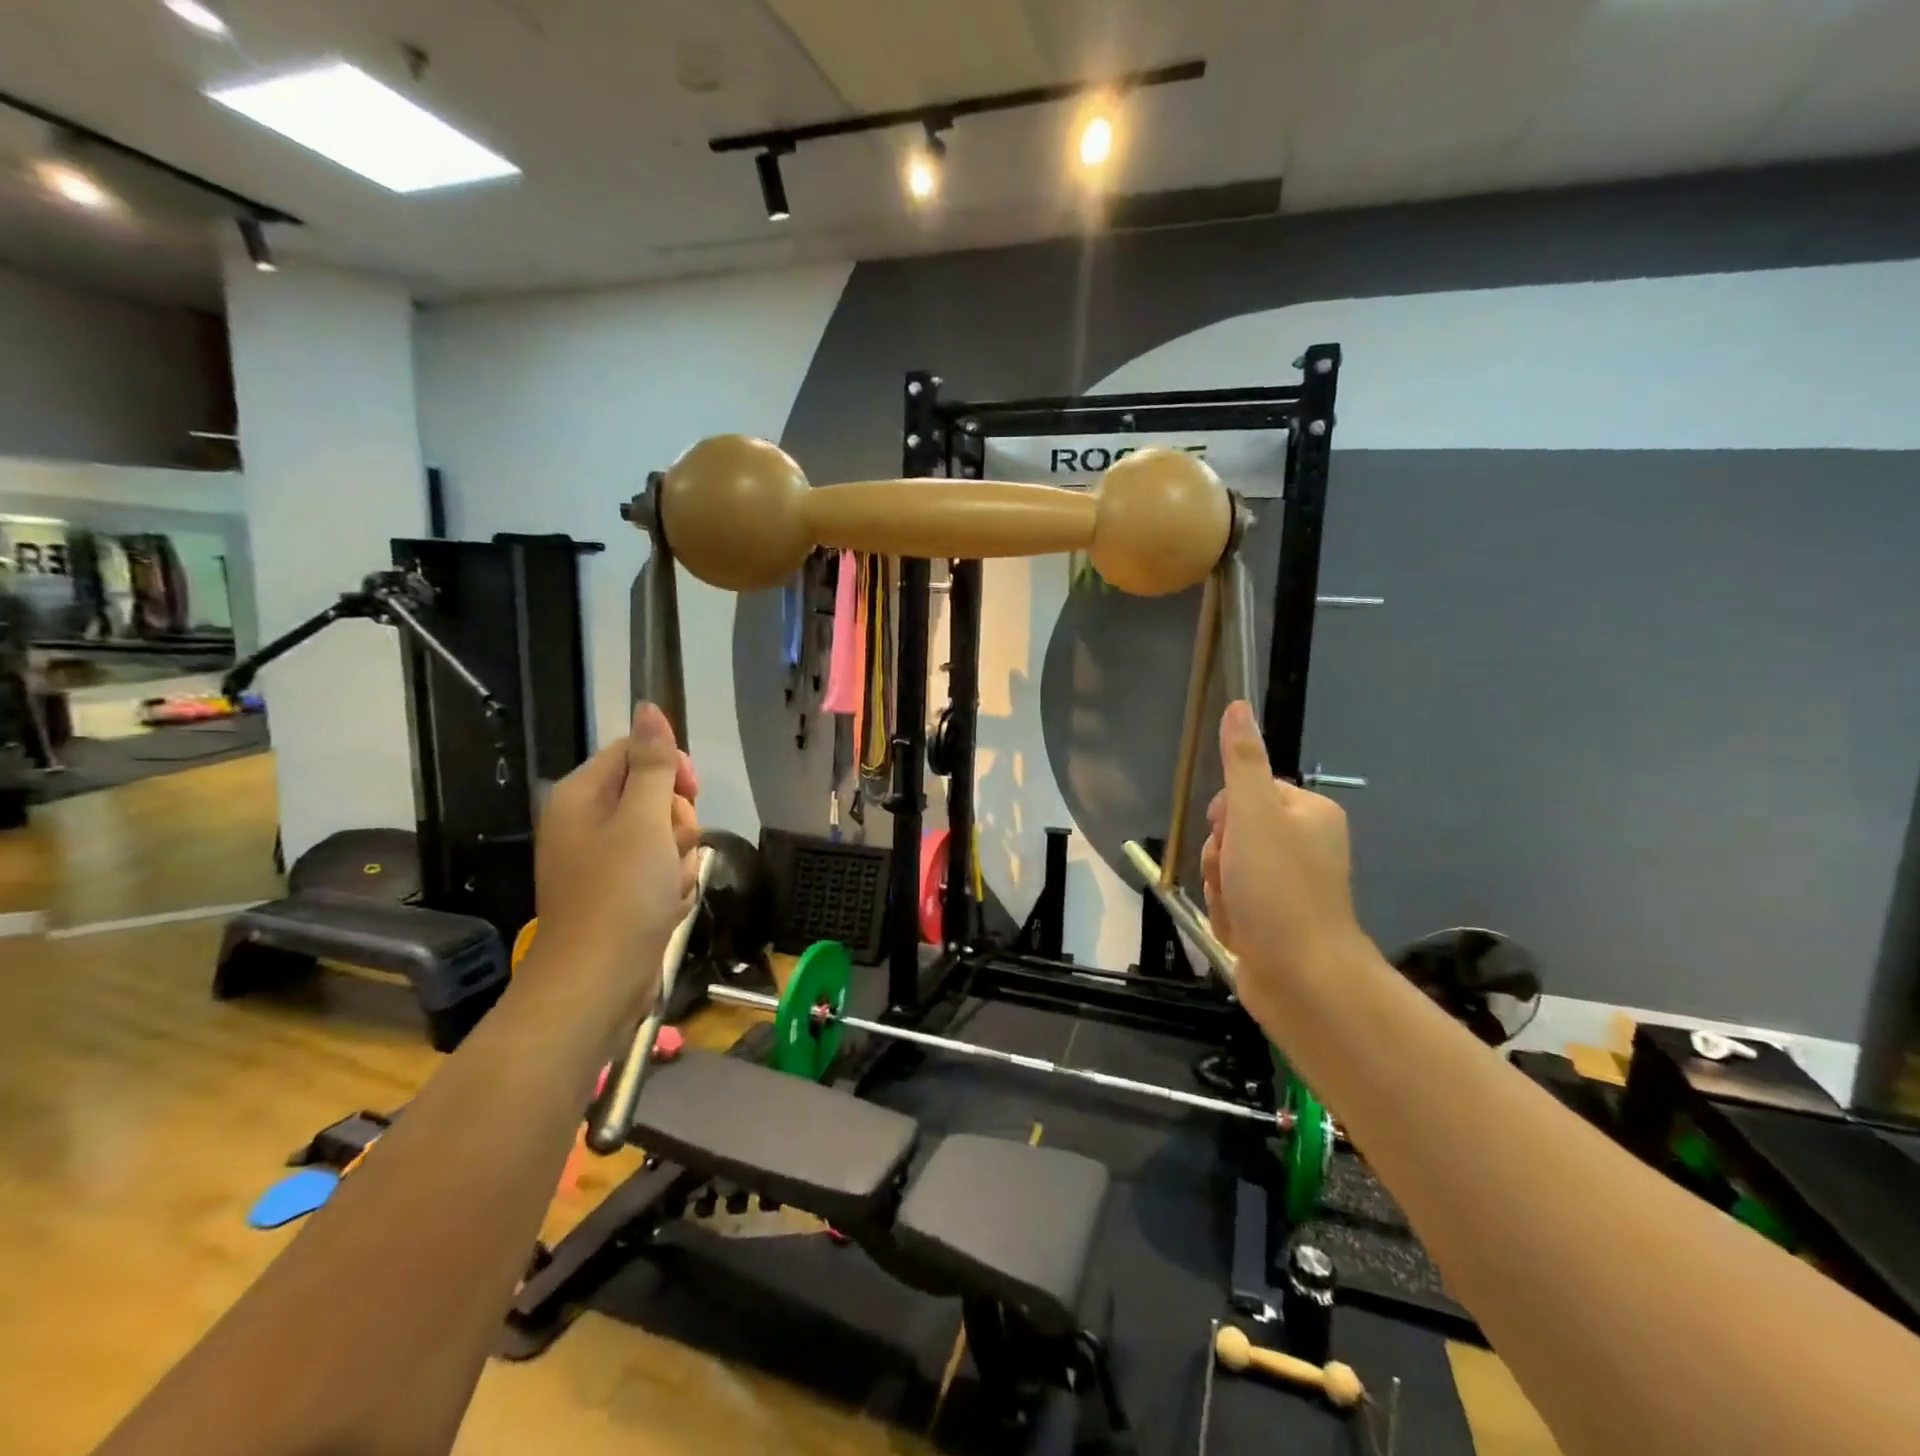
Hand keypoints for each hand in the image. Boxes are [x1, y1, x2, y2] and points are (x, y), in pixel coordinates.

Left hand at [533, 703, 700, 1016]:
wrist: (597, 983)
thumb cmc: (620, 895)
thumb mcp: (644, 820)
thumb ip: (652, 764)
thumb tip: (648, 708)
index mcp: (581, 795)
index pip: (635, 752)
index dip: (670, 770)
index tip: (689, 796)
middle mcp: (587, 821)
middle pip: (653, 793)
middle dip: (676, 821)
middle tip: (670, 849)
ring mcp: (602, 859)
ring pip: (663, 833)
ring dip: (678, 857)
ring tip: (667, 885)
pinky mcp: (617, 891)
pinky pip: (658, 868)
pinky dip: (670, 883)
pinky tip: (666, 904)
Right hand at [1201, 701, 1359, 1002]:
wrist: (1302, 978)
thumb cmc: (1279, 888)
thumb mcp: (1254, 815)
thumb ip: (1242, 761)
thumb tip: (1238, 706)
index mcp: (1308, 812)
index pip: (1244, 794)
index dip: (1227, 816)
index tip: (1232, 838)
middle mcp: (1304, 844)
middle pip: (1230, 833)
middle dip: (1219, 858)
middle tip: (1234, 878)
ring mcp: (1289, 885)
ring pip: (1225, 870)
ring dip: (1219, 889)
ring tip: (1238, 911)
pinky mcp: (1275, 919)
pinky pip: (1231, 902)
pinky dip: (1227, 915)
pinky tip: (1240, 931)